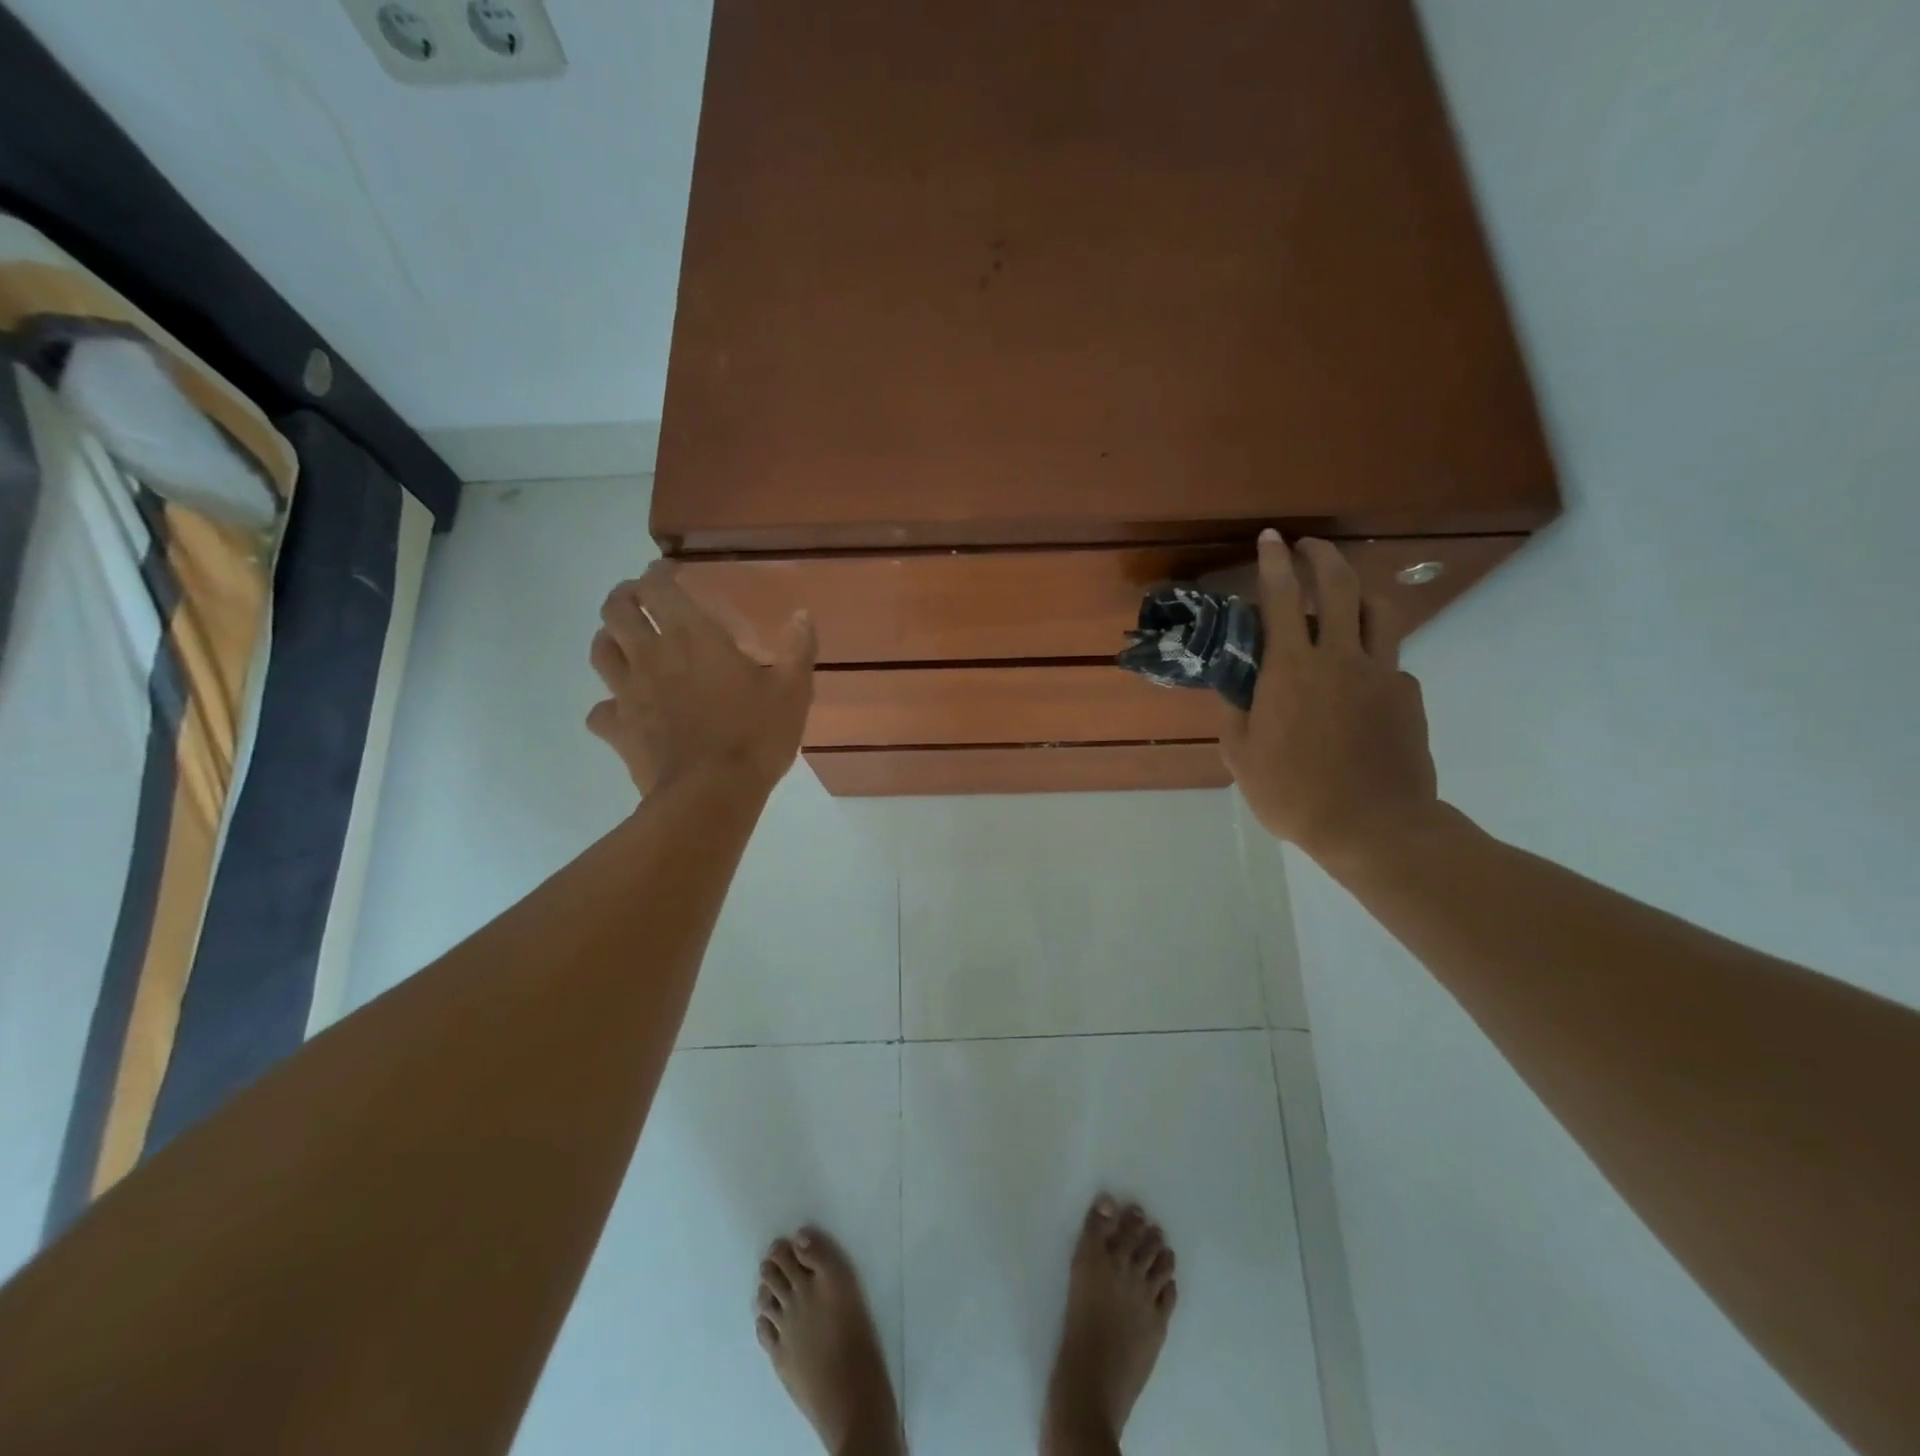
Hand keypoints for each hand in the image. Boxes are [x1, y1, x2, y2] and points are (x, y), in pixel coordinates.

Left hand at [587, 563, 815, 796]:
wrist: (712, 794)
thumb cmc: (755, 736)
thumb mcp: (793, 691)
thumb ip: (798, 649)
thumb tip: (802, 615)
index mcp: (692, 637)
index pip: (658, 587)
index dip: (659, 574)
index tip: (670, 572)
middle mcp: (652, 655)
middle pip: (616, 609)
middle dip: (625, 596)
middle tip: (640, 599)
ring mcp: (628, 693)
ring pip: (600, 651)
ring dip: (609, 638)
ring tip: (625, 641)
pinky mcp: (618, 729)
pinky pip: (599, 711)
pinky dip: (608, 705)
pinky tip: (623, 710)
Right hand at [1219, 532, 1439, 864]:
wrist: (1373, 826)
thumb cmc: (1294, 794)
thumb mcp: (1241, 758)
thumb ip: (1235, 714)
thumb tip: (1235, 688)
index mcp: (1290, 670)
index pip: (1279, 598)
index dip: (1273, 562)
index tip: (1271, 538)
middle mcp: (1338, 658)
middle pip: (1338, 586)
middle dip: (1321, 556)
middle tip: (1308, 546)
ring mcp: (1381, 672)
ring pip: (1377, 610)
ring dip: (1357, 592)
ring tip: (1343, 599)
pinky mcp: (1408, 694)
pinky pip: (1390, 660)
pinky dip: (1371, 657)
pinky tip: (1360, 686)